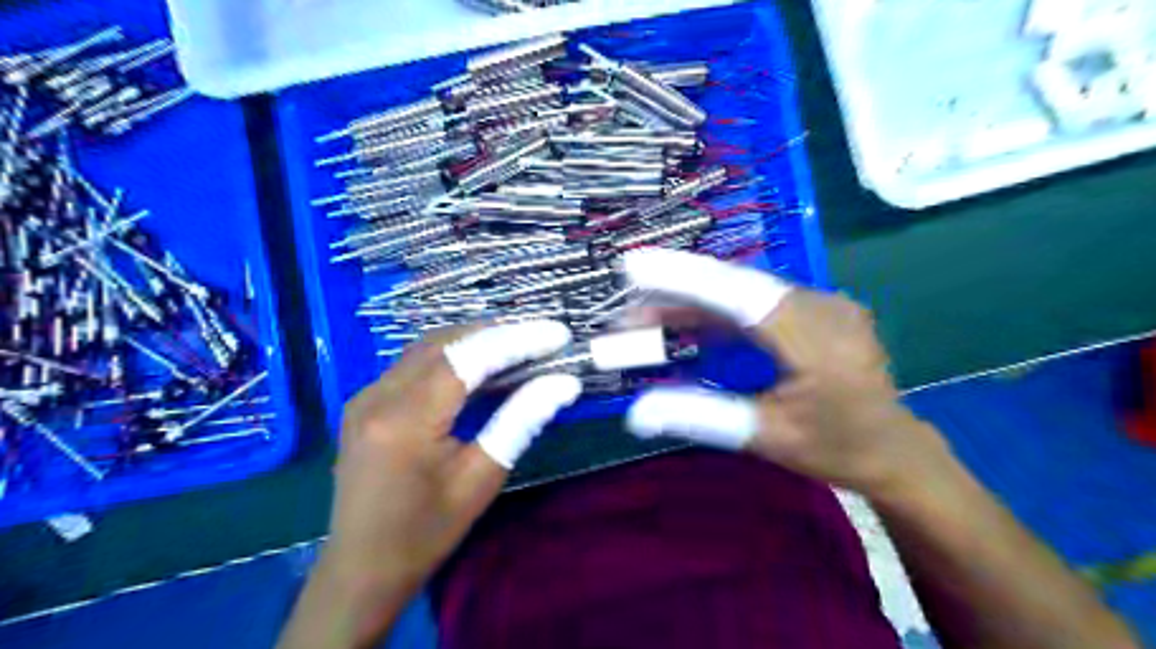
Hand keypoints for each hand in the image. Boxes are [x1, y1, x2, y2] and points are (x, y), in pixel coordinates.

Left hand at [320, 321, 582, 599]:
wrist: (361, 569)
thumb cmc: (426, 532)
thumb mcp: (481, 479)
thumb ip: (521, 421)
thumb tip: (565, 383)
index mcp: (405, 420)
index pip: (468, 358)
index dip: (517, 339)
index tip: (558, 333)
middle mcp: (378, 395)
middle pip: (446, 342)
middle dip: (498, 331)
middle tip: (542, 335)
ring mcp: (366, 395)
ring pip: (428, 346)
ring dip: (475, 339)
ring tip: (520, 342)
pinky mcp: (366, 401)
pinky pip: (414, 362)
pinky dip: (453, 354)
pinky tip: (481, 363)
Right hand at [624, 248, 947, 497]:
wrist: (895, 450)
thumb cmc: (834, 449)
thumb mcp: (764, 437)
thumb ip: (700, 416)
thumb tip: (636, 412)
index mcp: (817, 341)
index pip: (741, 296)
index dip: (685, 277)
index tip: (636, 266)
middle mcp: (823, 307)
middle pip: (737, 287)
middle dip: (677, 293)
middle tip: (628, 309)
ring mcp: (823, 303)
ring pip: (745, 291)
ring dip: (695, 303)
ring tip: (647, 317)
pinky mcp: (817, 308)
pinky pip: (759, 301)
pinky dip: (720, 311)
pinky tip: (688, 323)